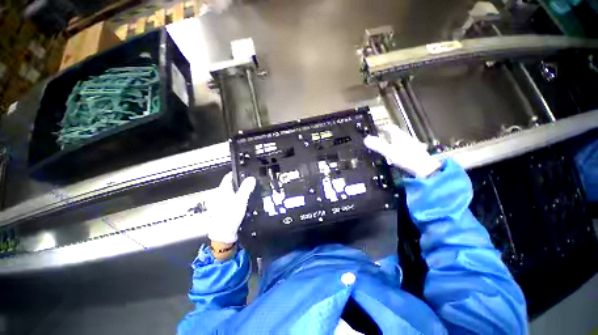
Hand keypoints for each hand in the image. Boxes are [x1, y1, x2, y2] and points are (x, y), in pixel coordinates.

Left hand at [207, 172, 255, 243]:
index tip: (247, 173)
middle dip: (241, 182)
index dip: (238, 173)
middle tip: (252, 183)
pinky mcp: (223, 209)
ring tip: (250, 192)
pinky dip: (238, 198)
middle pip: (231, 184)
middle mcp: (220, 194)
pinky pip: (232, 199)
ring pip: (232, 192)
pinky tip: (244, 202)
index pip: (229, 176)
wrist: (223, 233)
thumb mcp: (241, 200)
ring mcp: (221, 202)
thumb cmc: (231, 214)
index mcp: (223, 189)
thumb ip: (246, 188)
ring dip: (240, 190)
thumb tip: (252, 178)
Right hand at [364, 125, 441, 177]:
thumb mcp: (388, 152)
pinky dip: (402, 148)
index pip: (390, 128)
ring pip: (403, 140)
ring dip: (396, 141)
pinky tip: (401, 153)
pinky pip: (407, 147)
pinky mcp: (417, 152)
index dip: (384, 127)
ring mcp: (413, 144)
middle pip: (397, 133)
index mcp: (399, 136)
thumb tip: (366, 139)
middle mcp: (407, 138)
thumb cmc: (405, 158)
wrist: (425, 168)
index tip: (379, 128)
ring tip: (391, 145)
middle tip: (383, 137)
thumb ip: (377, 145)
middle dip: (390, 134)